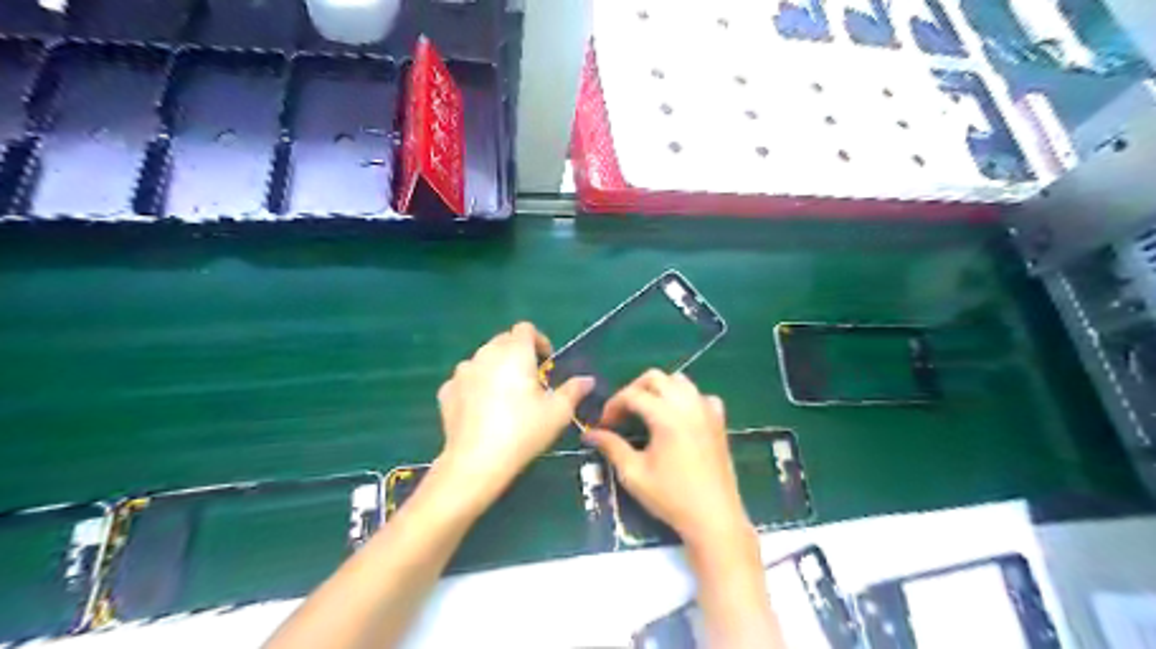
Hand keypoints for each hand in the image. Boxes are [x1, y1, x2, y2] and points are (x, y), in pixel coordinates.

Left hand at [436, 321, 590, 494]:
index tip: (546, 363)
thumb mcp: (558, 413)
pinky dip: (475, 387)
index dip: (539, 341)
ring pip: (483, 360)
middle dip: (518, 354)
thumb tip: (587, 380)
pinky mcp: (446, 391)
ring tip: (505, 396)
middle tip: (530, 381)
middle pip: (503, 341)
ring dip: (496, 369)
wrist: (476, 462)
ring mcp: (462, 372)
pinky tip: (482, 409)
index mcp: (515, 352)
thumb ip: (574, 390)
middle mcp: (486, 354)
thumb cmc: (523, 432)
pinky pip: (466, 380)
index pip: (525, 329)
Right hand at [589, 371, 750, 548]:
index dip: (613, 405)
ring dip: (658, 389)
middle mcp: (688, 405)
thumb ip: (611, 447)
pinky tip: (678, 417)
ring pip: (679, 381)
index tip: (603, 425)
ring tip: (646, 411)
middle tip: (622, 413)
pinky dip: (685, 398)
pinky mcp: (719, 421)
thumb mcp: (634, 474)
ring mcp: (706, 410)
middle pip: (655, 378)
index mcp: (666, 416)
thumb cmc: (671, 497)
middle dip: (634, 390)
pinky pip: (700, 396)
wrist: (713, 518)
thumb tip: (591, 434)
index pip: (632, 395)